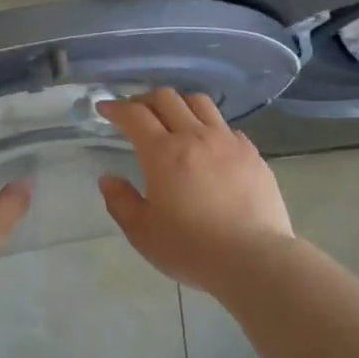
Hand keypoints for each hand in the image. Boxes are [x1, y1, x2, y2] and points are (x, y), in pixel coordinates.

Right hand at [96, 88, 294, 290]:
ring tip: (172, 118)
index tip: (104, 109)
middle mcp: (195, 136)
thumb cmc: (191, 248)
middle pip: (167, 98)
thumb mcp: (142, 233)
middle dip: (145, 100)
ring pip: (200, 103)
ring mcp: (227, 141)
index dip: (116, 108)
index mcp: (163, 153)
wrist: (253, 258)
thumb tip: (108, 179)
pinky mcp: (252, 153)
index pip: (134, 115)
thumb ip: (120, 202)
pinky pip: (226, 127)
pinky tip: (208, 145)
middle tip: (135, 114)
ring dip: (179, 104)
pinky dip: (209, 127)